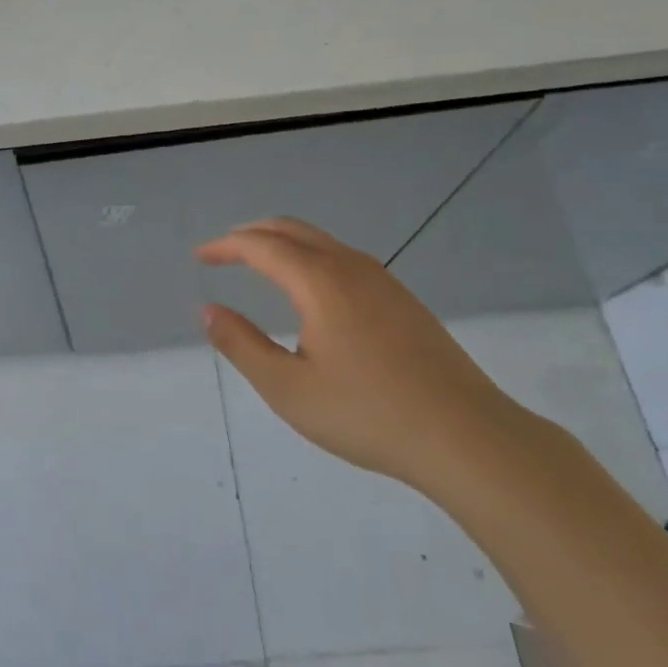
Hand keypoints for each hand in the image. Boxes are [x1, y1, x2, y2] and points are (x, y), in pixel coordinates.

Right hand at [196, 217, 520, 484]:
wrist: (467, 436)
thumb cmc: (367, 413)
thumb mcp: (287, 387)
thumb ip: (242, 344)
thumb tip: (208, 310)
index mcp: (319, 281)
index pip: (261, 245)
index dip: (225, 246)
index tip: (200, 256)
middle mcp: (351, 267)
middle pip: (292, 229)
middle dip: (251, 234)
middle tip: (222, 251)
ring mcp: (383, 281)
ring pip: (321, 242)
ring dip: (283, 243)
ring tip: (259, 263)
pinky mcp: (403, 300)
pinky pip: (343, 259)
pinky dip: (310, 257)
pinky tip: (309, 291)